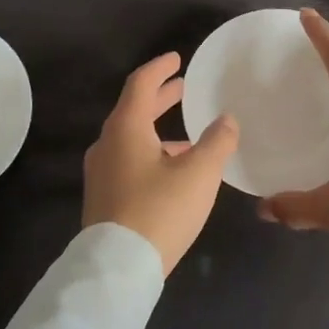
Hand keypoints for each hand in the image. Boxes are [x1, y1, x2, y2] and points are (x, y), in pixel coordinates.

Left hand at [83, 52, 239, 275]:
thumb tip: (227, 120)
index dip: (160, 68)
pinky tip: (175, 172)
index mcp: (126, 128)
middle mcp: (107, 144)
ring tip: (190, 135)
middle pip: (134, 109)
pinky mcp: (104, 196)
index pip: (141, 84)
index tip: (177, 59)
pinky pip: (129, 160)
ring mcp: (101, 172)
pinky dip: (152, 152)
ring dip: (159, 129)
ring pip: (132, 137)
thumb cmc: (159, 211)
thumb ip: (217, 142)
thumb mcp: (199, 174)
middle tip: (184, 88)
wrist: (116, 269)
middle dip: (161, 97)